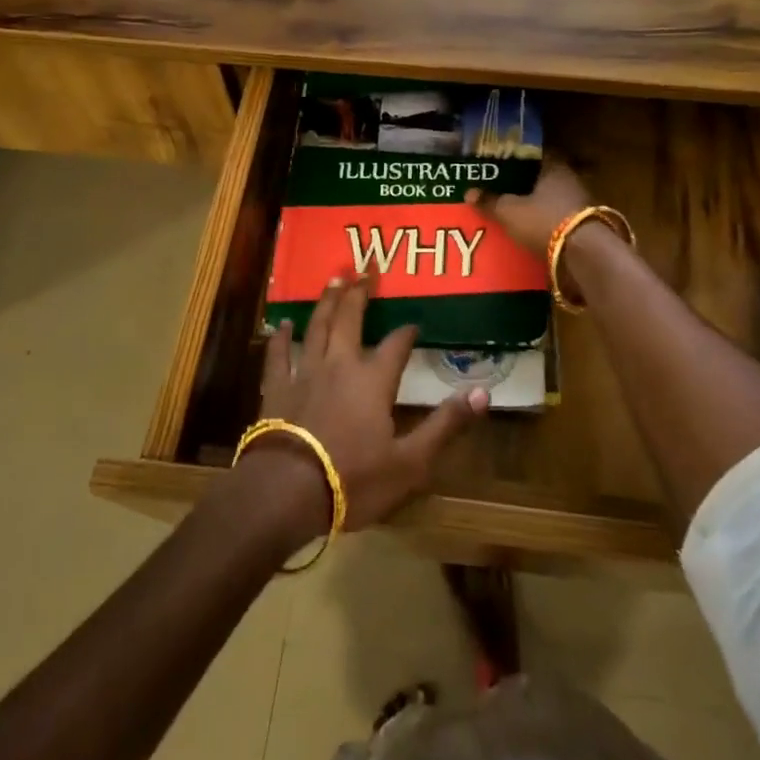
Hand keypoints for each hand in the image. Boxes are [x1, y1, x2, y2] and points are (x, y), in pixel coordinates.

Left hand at [252, 273, 488, 535]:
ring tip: (333, 278)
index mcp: (373, 381)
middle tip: (364, 267)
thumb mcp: (411, 461)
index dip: (406, 332)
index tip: (414, 323)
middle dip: (359, 293)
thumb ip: (446, 424)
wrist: (287, 492)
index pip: (396, 345)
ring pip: (316, 327)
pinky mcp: (276, 389)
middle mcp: (339, 365)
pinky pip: (277, 355)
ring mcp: (304, 373)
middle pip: (350, 320)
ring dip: (326, 302)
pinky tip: (282, 323)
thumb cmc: (354, 479)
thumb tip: (483, 392)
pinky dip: (280, 337)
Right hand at [466, 163, 590, 256]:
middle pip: (546, 177)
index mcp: (555, 167)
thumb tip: (469, 192)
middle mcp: (571, 180)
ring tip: (516, 211)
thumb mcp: (510, 212)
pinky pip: (560, 218)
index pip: (538, 153)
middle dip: (527, 183)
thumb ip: (491, 201)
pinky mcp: (586, 227)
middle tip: (505, 188)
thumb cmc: (545, 221)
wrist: (585, 254)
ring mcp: (582, 204)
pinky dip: (547, 222)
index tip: (504, 162)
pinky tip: (532, 230)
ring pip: (554, 198)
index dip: (520, 157)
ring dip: (538, 204)